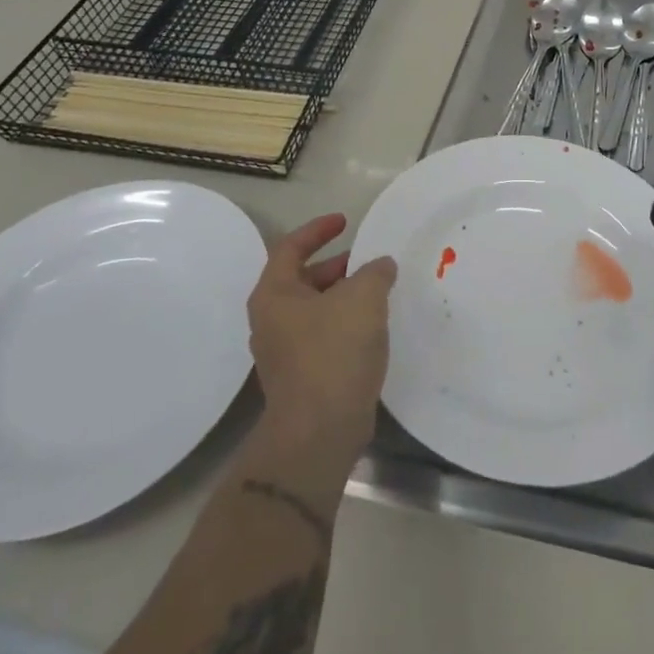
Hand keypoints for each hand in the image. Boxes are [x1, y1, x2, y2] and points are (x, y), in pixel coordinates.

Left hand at [247, 213, 396, 460]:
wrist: (319, 431)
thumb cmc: (334, 352)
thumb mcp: (362, 298)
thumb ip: (374, 271)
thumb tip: (380, 265)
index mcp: (274, 294)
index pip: (290, 247)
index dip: (318, 229)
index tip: (345, 221)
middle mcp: (272, 319)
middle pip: (302, 278)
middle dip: (336, 265)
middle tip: (368, 260)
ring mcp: (285, 351)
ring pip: (316, 308)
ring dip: (344, 295)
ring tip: (378, 291)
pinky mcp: (302, 375)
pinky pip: (324, 334)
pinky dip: (346, 322)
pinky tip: (373, 326)